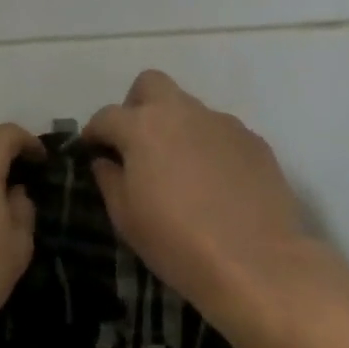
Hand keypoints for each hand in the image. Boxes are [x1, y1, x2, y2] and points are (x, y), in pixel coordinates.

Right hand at [85, 71, 329, 339]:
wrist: (256, 263)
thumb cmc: (177, 242)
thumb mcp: (126, 217)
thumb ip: (109, 179)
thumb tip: (106, 161)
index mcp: (143, 127)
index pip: (107, 115)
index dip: (94, 132)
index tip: (92, 150)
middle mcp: (182, 113)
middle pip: (151, 84)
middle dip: (137, 106)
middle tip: (137, 143)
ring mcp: (223, 123)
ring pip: (190, 109)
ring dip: (176, 128)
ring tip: (181, 170)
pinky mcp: (254, 141)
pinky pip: (221, 132)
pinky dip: (209, 147)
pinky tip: (215, 183)